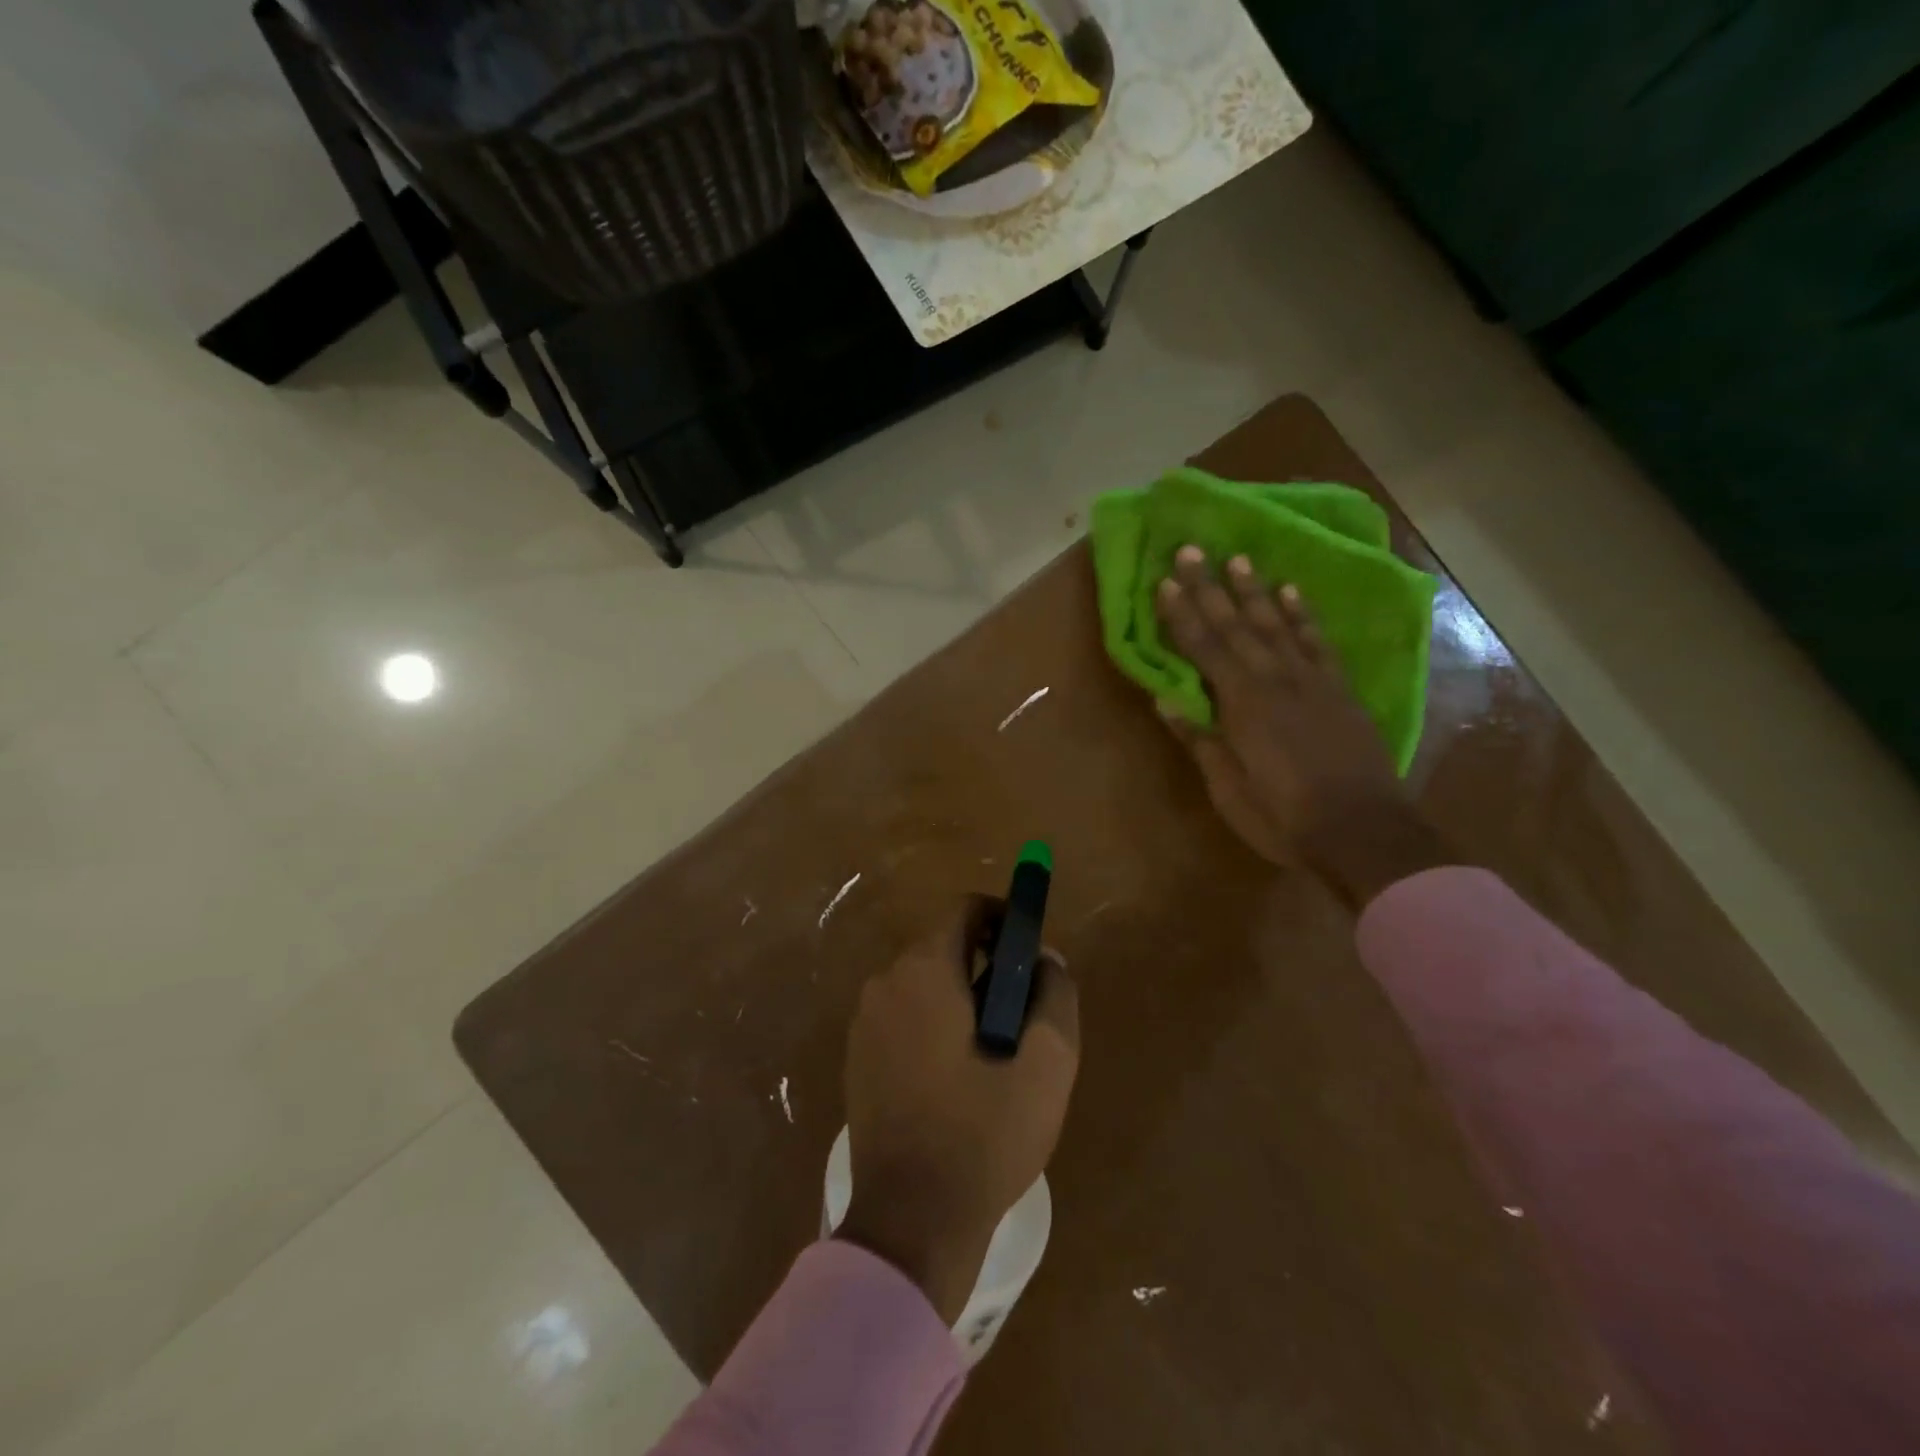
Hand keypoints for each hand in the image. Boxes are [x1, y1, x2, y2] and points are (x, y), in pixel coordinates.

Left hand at [837, 897, 1079, 1322]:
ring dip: (959, 998)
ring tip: (993, 1052)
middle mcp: (885, 982)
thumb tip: (1046, 958)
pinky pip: (903, 1017)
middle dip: (985, 964)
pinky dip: (932, 1025)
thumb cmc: (983, 1135)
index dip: (1002, 917)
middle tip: (1020, 1012)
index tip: (1028, 950)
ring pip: (922, 984)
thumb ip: (1054, 995)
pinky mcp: (856, 1058)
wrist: (910, 1222)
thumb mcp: (1046, 1064)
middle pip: (943, 946)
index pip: (964, 909)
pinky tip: (956, 1078)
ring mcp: (864, 1022)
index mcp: (924, 970)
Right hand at [1155, 547, 1450, 906]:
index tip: (1164, 581)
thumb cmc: (1284, 817)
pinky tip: (1291, 592)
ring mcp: (1311, 681)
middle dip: (1211, 587)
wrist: (1363, 830)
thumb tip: (1165, 699)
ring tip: (1238, 558)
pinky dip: (1302, 614)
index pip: (1203, 649)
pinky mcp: (1339, 689)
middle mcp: (1274, 680)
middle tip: (1193, 549)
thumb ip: (1199, 739)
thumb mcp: (1229, 788)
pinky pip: (1317, 642)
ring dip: (1254, 591)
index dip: (1181, 615)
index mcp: (1242, 704)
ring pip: (1276, 624)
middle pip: (1236, 626)